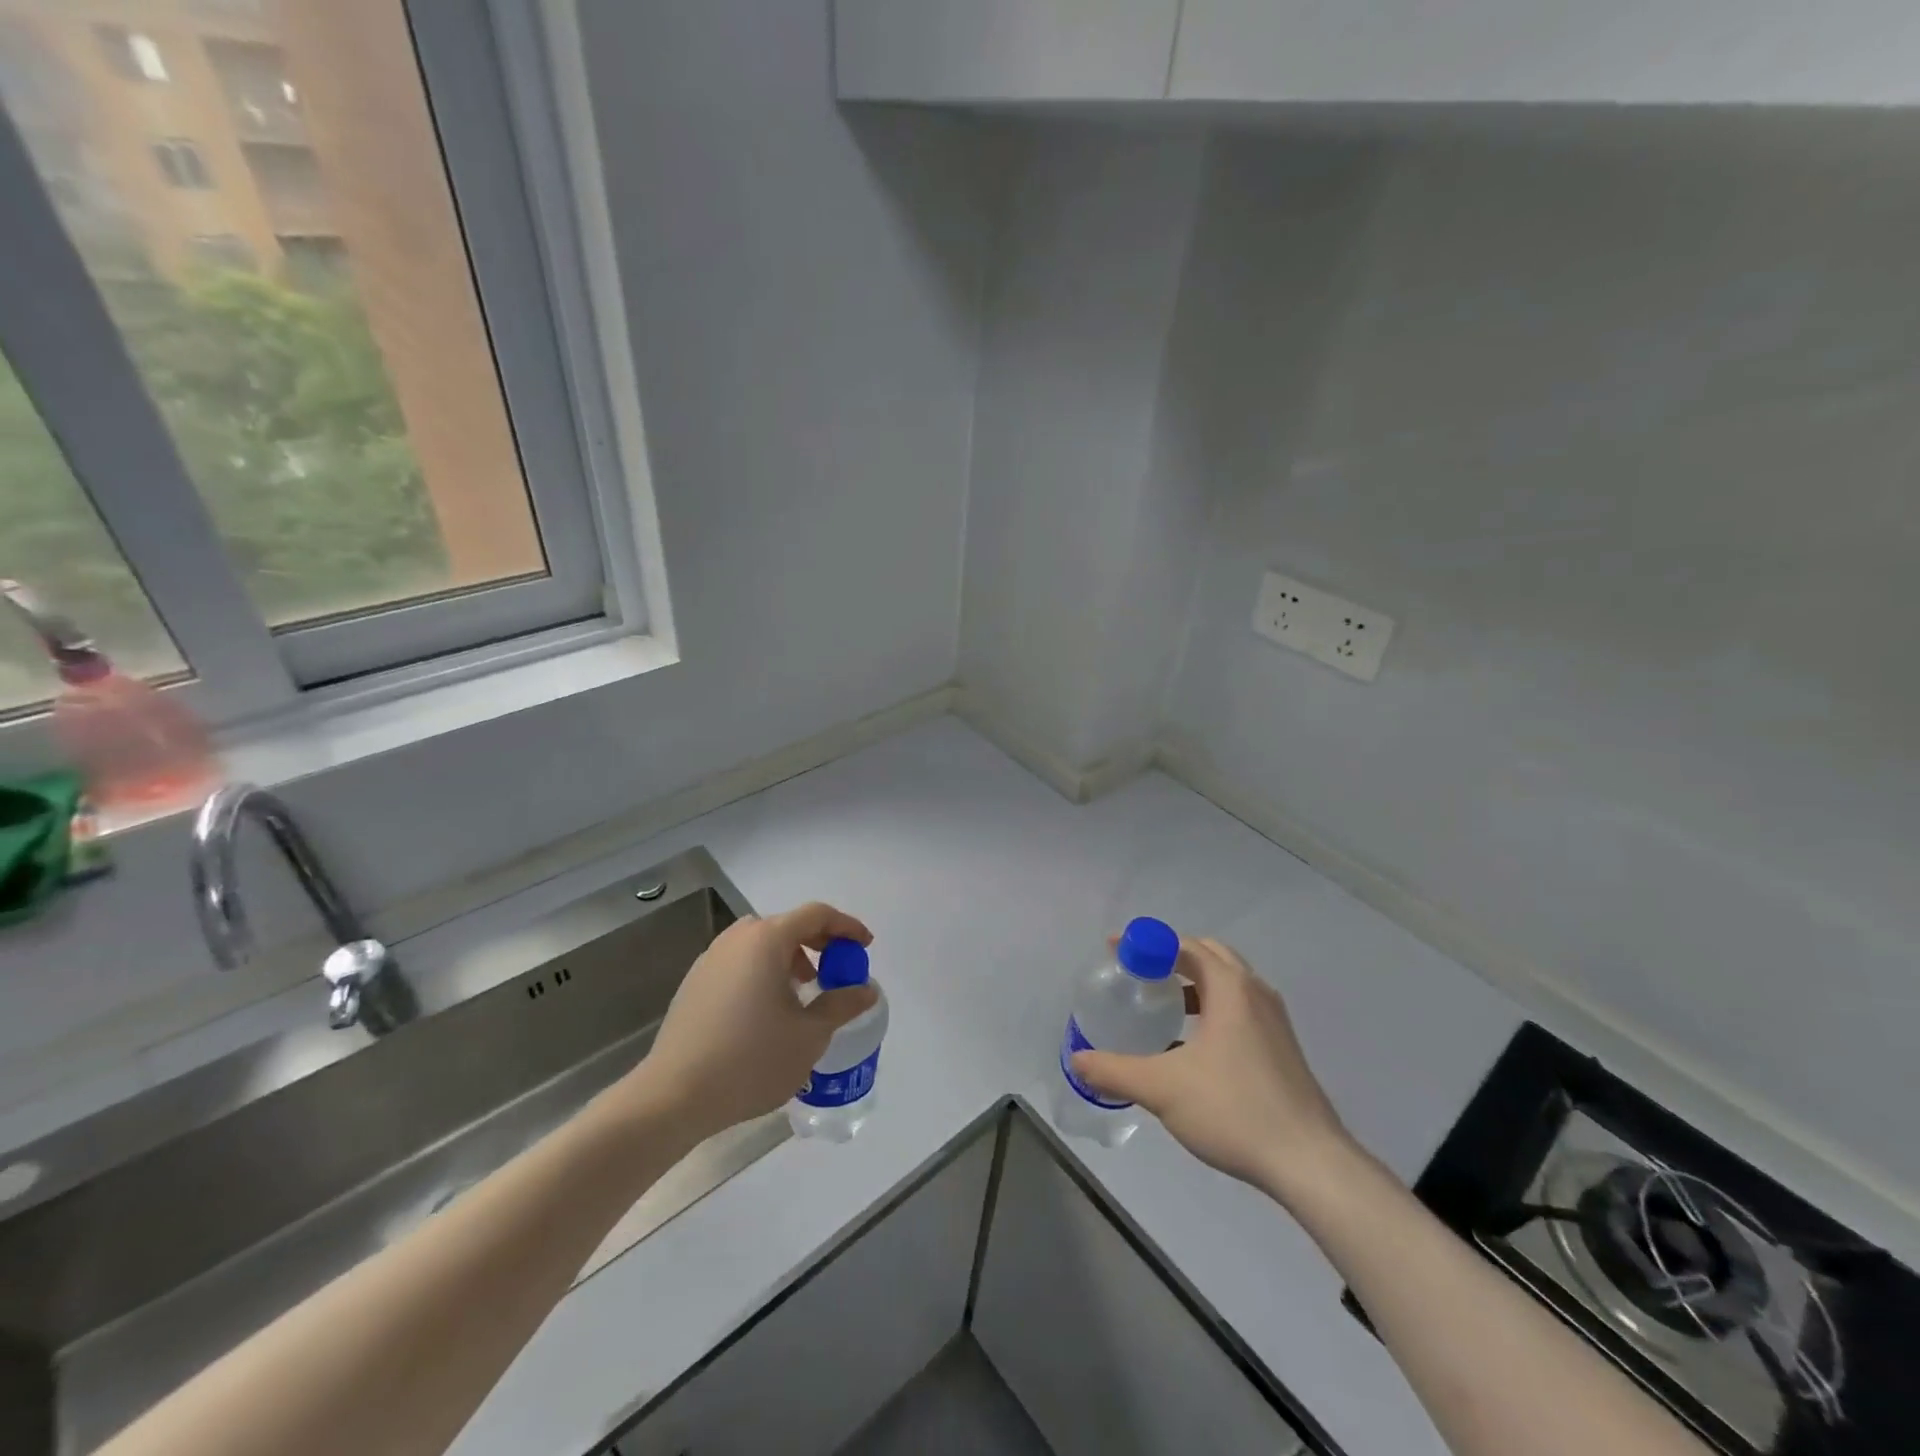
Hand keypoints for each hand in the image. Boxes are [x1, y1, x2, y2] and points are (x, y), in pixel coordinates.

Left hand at [629, 902, 876, 1141]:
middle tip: (837, 969)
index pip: (816, 915)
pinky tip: (767, 1009)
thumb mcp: (809, 1035)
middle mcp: (737, 938)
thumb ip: (842, 1005)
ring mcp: (711, 958)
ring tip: (803, 991)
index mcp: (767, 940)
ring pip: (761, 943)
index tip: (865, 947)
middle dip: (819, 942)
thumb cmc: (751, 1060)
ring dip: (790, 957)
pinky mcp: (695, 982)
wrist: (673, 1096)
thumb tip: (865, 990)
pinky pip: (740, 961)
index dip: (846, 926)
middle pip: (787, 925)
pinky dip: (763, 970)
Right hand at [1070, 936, 1355, 1202]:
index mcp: (1230, 987)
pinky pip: (1240, 1009)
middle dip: (1171, 957)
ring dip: (1194, 984)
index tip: (1115, 950)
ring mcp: (1274, 1021)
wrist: (1310, 1163)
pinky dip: (1212, 1009)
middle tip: (1139, 973)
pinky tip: (1192, 1047)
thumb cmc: (1234, 1109)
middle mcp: (1255, 993)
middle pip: (1209, 955)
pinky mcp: (1282, 1049)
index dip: (1146, 942)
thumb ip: (1115, 1071)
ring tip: (1162, 1006)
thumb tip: (1077, 1061)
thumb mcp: (1162, 1089)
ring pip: (1228, 984)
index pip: (1183, 945)